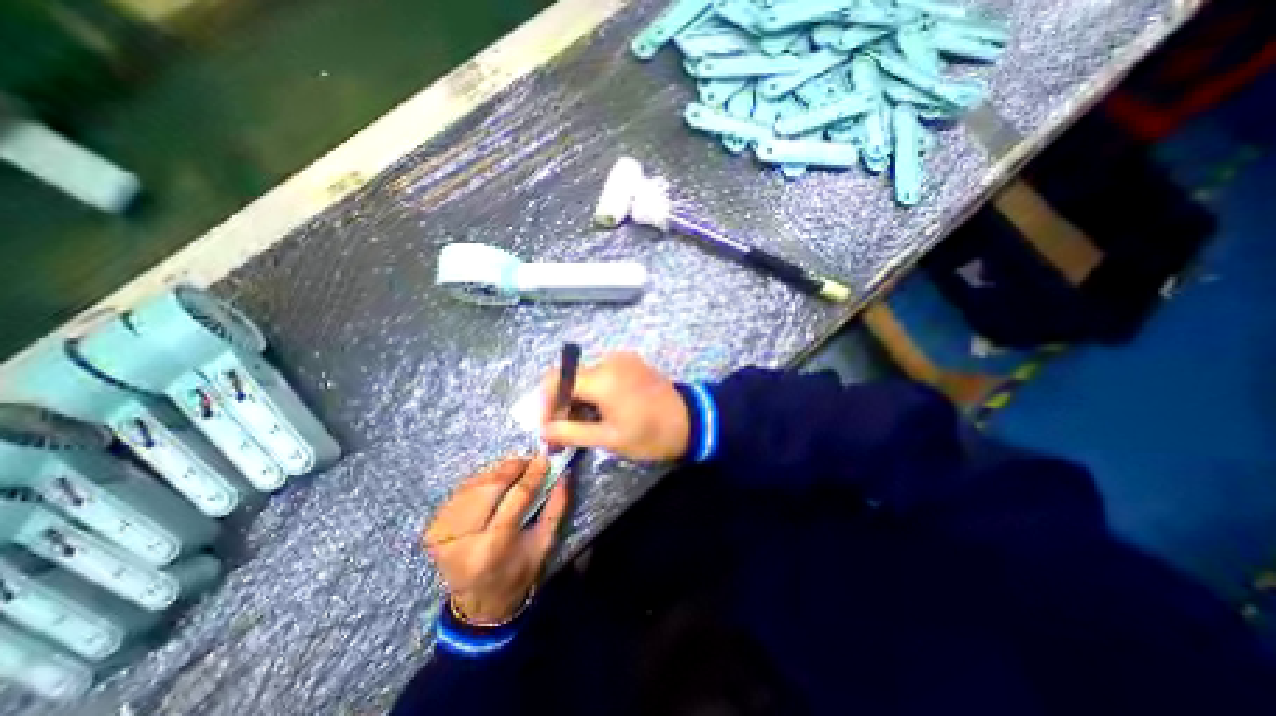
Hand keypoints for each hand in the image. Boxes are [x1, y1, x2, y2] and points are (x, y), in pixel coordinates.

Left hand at [421, 458, 564, 619]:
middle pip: (490, 487)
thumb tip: (563, 475)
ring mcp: (442, 534)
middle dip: (511, 468)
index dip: (532, 475)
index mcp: (494, 547)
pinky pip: (460, 493)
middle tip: (528, 460)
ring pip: (473, 486)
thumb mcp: (544, 544)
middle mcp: (463, 540)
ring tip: (514, 468)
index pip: (516, 498)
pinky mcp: (432, 529)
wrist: (478, 602)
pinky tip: (493, 480)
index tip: (544, 459)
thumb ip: (556, 507)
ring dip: (496, 472)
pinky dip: (480, 481)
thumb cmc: (518, 572)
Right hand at [542, 353, 694, 462]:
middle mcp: (609, 361)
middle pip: (570, 377)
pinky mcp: (631, 362)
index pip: (555, 380)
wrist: (692, 421)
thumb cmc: (650, 435)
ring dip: (578, 398)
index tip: (548, 426)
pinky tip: (601, 410)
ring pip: (585, 376)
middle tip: (564, 431)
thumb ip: (572, 432)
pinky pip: (602, 373)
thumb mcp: (609, 439)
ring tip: (585, 424)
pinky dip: (594, 391)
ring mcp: (622, 359)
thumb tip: (543, 430)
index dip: (545, 402)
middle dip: (562, 403)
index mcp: (602, 378)